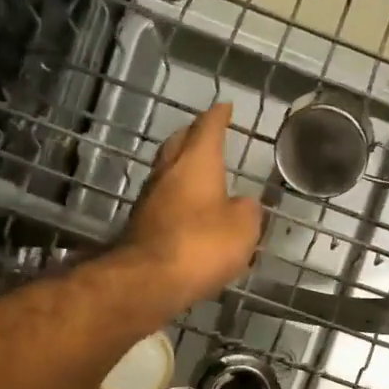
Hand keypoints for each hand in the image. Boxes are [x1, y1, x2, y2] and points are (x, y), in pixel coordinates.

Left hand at [123, 102, 262, 306]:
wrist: (148, 281)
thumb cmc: (201, 245)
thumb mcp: (243, 228)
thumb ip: (248, 211)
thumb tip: (242, 204)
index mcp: (196, 162)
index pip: (208, 128)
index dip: (219, 117)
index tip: (225, 107)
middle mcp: (168, 173)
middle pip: (179, 144)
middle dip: (193, 136)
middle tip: (206, 135)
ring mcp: (149, 200)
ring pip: (168, 174)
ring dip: (182, 171)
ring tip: (201, 176)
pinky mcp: (141, 227)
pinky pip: (163, 203)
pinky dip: (177, 201)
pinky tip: (188, 213)